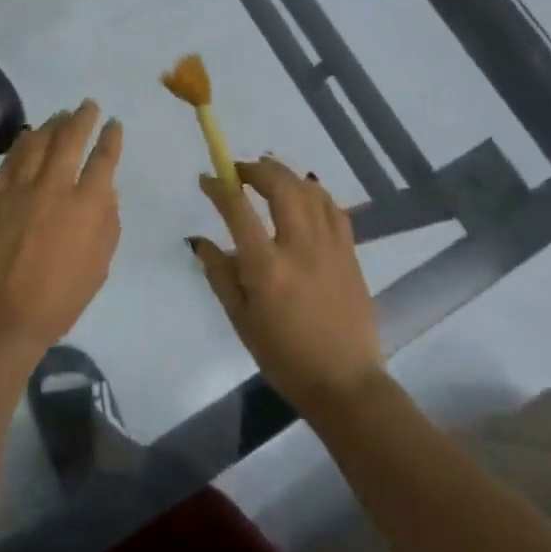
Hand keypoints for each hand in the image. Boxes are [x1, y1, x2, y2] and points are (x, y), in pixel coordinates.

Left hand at [0, 101, 122, 360]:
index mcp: (87, 206)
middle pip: (70, 139)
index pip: (103, 160)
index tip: (114, 124)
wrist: (1, 317)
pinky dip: (22, 142)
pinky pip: (11, 159)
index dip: (111, 138)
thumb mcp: (99, 266)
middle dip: (82, 117)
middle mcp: (55, 187)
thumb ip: (107, 224)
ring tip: (60, 114)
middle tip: (88, 105)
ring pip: (38, 142)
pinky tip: (28, 135)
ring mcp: (21, 188)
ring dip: (52, 124)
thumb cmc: (59, 300)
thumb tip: (106, 192)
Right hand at [191, 159, 387, 414]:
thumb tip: (199, 241)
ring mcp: (330, 247)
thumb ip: (220, 275)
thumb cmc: (284, 357)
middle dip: (256, 169)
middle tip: (239, 171)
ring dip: (285, 176)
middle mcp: (299, 247)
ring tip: (269, 178)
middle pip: (280, 185)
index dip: (219, 186)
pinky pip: (333, 208)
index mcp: (266, 267)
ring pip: (309, 190)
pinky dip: (314, 193)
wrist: (345, 382)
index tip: (207, 179)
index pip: (237, 209)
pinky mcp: (350, 253)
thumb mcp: (240, 320)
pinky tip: (304, 196)